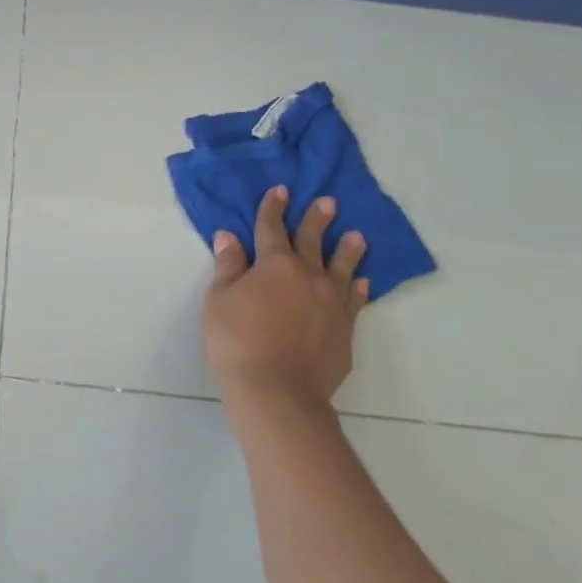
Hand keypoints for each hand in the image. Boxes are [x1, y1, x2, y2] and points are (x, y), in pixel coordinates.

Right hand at [202, 187, 369, 413]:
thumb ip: (228, 266)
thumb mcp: (219, 299)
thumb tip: (229, 236)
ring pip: (343, 269)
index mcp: (274, 264)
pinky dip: (359, 289)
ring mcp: (331, 304)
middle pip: (313, 241)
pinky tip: (362, 283)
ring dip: (349, 251)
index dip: (273, 208)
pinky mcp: (345, 331)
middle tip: (329, 202)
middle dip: (318, 219)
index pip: (272, 227)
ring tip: (357, 237)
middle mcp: (308, 276)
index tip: (280, 191)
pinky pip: (355, 302)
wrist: (277, 392)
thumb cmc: (237, 341)